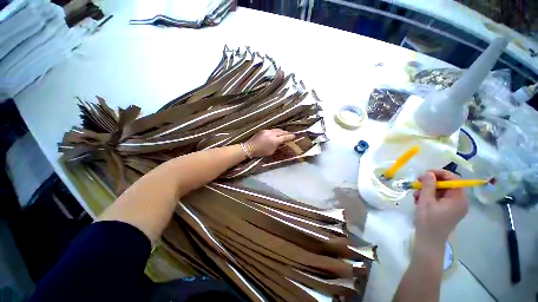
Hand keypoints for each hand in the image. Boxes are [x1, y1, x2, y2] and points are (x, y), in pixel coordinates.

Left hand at [245, 129, 294, 157]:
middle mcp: (272, 134)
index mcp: (275, 141)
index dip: (290, 137)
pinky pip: (272, 130)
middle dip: (287, 133)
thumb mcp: (271, 152)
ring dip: (281, 131)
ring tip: (284, 133)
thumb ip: (277, 146)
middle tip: (290, 134)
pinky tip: (276, 133)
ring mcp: (268, 131)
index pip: (285, 137)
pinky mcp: (264, 130)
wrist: (250, 148)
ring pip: (277, 130)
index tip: (294, 136)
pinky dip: (276, 131)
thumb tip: (281, 142)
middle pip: (282, 132)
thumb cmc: (261, 152)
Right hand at [413, 170, 467, 250]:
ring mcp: (454, 207)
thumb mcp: (426, 201)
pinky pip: (439, 199)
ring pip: (441, 192)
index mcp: (458, 199)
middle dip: (431, 183)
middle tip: (417, 183)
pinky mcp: (447, 211)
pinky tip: (418, 200)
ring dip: (427, 190)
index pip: (454, 179)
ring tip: (415, 195)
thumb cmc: (428, 221)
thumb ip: (428, 185)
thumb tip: (429, 173)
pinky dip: (428, 197)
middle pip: (447, 185)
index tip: (425, 174)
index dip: (440, 173)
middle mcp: (459, 202)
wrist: (428, 241)